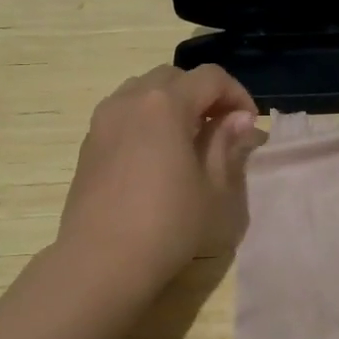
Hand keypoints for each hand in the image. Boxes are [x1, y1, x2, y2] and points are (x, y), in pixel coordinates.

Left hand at [55, 64, 262, 295]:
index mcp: (165, 104)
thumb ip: (226, 144)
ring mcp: (104, 119)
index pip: (210, 78)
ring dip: (172, 102)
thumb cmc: (167, 225)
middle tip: (221, 128)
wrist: (101, 262)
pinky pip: (124, 112)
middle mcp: (131, 99)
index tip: (249, 125)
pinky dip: (146, 118)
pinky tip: (156, 155)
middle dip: (203, 94)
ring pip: (144, 90)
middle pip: (175, 77)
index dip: (237, 94)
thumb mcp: (212, 188)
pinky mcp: (89, 142)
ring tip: (188, 138)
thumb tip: (238, 119)